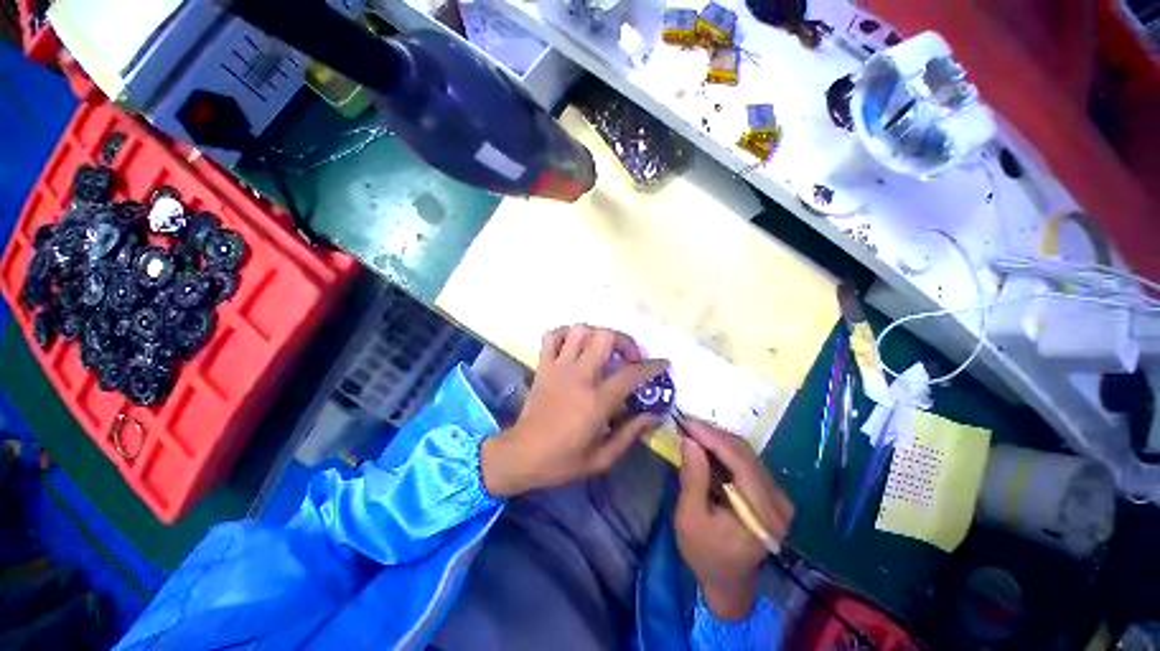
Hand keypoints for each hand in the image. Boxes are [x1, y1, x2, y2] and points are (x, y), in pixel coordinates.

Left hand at [480, 325, 668, 496]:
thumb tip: (654, 415)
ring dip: (596, 335)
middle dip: (624, 341)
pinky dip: (565, 335)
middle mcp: (578, 376)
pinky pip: (552, 336)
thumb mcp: (602, 458)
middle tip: (628, 357)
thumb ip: (631, 433)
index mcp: (596, 401)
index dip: (652, 366)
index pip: (631, 374)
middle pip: (605, 337)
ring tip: (602, 351)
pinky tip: (574, 347)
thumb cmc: (563, 460)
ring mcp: (558, 367)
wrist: (521, 455)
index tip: (662, 363)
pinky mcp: (543, 366)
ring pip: (579, 330)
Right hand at [675, 419, 793, 620]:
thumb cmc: (705, 554)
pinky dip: (724, 450)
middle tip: (686, 425)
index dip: (713, 437)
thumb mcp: (691, 518)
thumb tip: (690, 440)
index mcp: (762, 514)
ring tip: (692, 432)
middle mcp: (778, 502)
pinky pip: (746, 462)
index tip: (687, 422)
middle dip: (713, 435)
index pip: (740, 462)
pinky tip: (706, 446)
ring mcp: (778, 497)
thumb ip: (693, 478)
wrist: (727, 581)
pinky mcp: (771, 494)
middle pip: (745, 454)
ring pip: (746, 454)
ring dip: (718, 440)